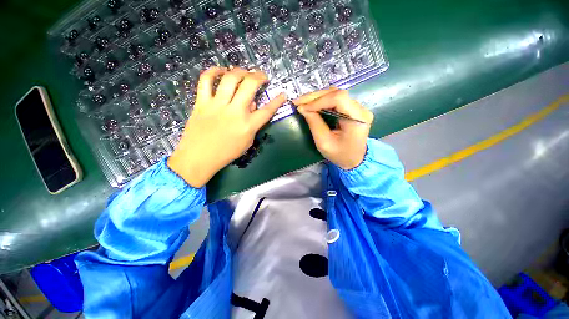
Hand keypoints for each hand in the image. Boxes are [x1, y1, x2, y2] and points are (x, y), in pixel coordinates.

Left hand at [168, 67, 285, 187]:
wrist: (199, 158)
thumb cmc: (226, 153)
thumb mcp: (246, 142)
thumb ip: (253, 124)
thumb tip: (252, 105)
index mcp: (248, 126)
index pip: (267, 110)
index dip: (277, 101)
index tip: (283, 94)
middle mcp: (235, 112)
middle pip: (249, 86)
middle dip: (259, 76)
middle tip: (262, 76)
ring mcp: (217, 105)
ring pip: (230, 78)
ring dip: (240, 71)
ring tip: (244, 72)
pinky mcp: (202, 102)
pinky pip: (206, 80)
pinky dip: (213, 71)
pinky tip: (220, 71)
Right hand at [293, 88, 372, 169]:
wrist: (355, 159)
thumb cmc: (340, 155)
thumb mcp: (324, 143)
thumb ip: (315, 124)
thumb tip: (303, 108)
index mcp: (357, 119)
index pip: (339, 98)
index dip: (318, 100)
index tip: (302, 107)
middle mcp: (360, 109)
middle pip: (336, 93)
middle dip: (314, 97)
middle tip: (298, 102)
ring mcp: (357, 107)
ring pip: (335, 94)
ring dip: (317, 98)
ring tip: (303, 103)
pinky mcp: (352, 108)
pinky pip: (335, 99)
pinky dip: (321, 101)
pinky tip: (312, 105)